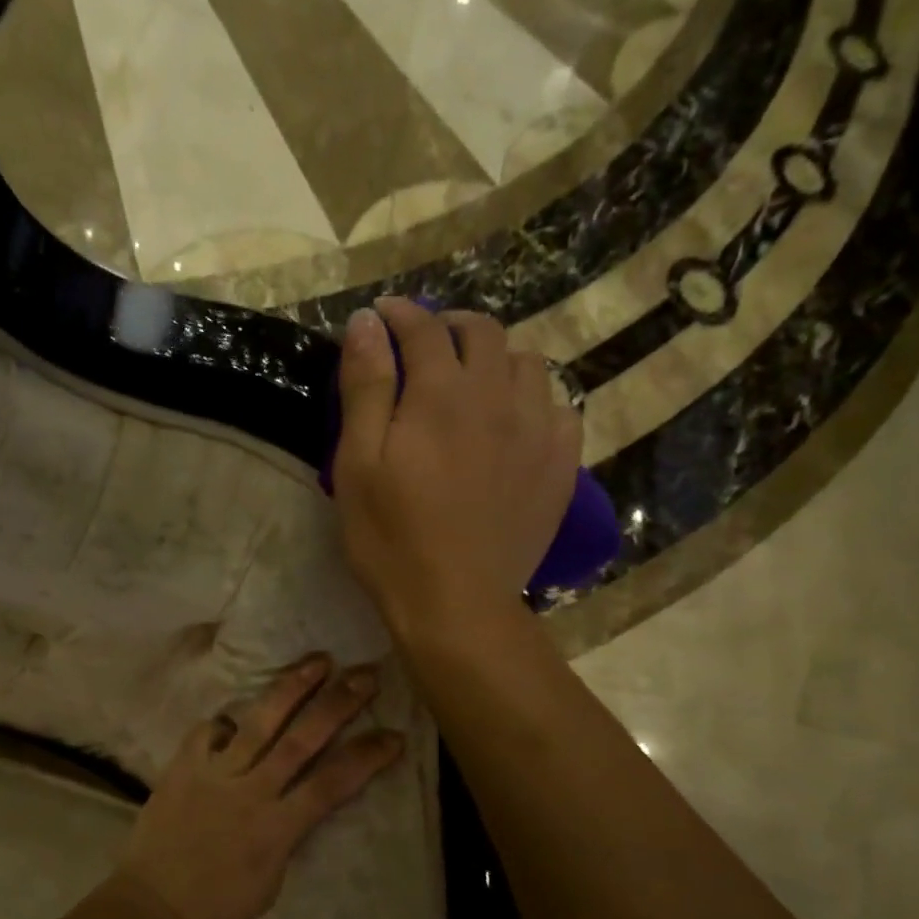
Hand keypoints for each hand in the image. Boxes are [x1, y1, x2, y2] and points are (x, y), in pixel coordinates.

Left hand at [116, 655, 403, 918]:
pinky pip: (208, 731)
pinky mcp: (183, 766)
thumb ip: (287, 832)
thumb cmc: (219, 904)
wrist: (153, 906)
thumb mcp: (272, 878)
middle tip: (365, 675)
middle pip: (301, 740)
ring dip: (291, 689)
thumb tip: (296, 800)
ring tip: (318, 661)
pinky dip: (224, 722)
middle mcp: (250, 792)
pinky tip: (233, 718)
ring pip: (259, 722)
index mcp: (277, 828)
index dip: (367, 757)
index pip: (332, 784)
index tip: (393, 735)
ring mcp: (214, 773)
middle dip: (338, 704)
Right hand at [331, 297, 582, 637]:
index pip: (423, 327)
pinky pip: (559, 407)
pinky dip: (533, 400)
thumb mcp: (358, 464)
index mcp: (441, 393)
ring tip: (471, 382)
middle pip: (482, 332)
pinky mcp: (561, 464)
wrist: (456, 604)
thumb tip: (366, 323)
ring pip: (526, 363)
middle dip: (449, 326)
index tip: (381, 316)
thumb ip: (365, 388)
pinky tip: (514, 422)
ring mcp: (538, 429)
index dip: (399, 314)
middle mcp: (498, 396)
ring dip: (494, 358)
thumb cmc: (391, 538)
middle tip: (424, 345)